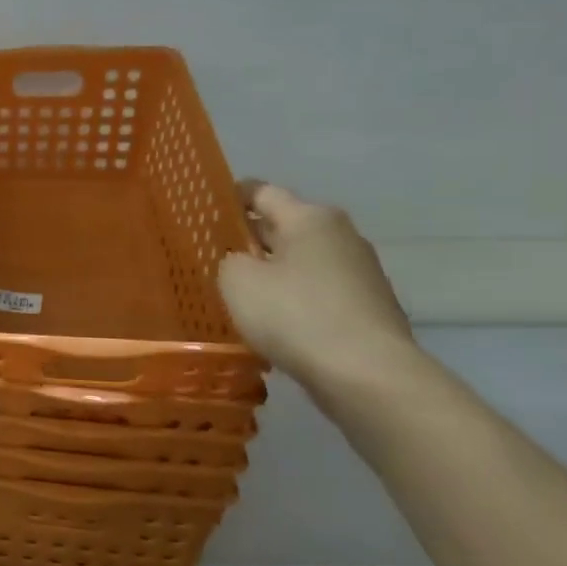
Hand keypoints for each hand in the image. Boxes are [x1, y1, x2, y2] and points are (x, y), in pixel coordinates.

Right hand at [216, 182, 417, 391]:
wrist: (365, 373)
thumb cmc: (294, 314)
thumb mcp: (237, 280)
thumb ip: (229, 259)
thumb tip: (240, 259)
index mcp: (310, 218)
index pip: (261, 192)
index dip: (229, 196)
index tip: (201, 208)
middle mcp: (340, 235)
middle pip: (283, 225)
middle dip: (248, 236)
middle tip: (209, 251)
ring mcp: (358, 272)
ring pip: (299, 260)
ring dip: (269, 269)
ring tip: (234, 288)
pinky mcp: (364, 306)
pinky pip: (315, 290)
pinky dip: (290, 296)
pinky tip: (268, 317)